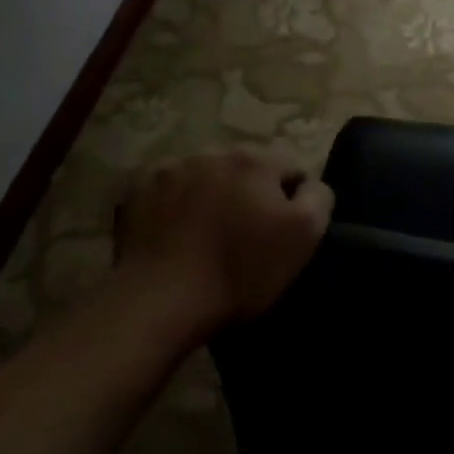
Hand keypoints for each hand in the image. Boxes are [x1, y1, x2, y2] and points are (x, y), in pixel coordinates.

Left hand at [112, 151, 334, 342]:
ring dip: (209, 196)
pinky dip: (172, 206)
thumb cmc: (240, 271)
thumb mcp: (304, 236)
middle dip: (248, 194)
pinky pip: (165, 192)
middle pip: (244, 170)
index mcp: (255, 161)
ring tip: (205, 237)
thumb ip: (318, 198)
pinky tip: (173, 236)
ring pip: (203, 178)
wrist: (160, 300)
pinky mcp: (135, 192)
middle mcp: (212, 153)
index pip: (289, 169)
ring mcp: (169, 170)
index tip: (281, 233)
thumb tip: (309, 184)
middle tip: (244, 236)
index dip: (292, 201)